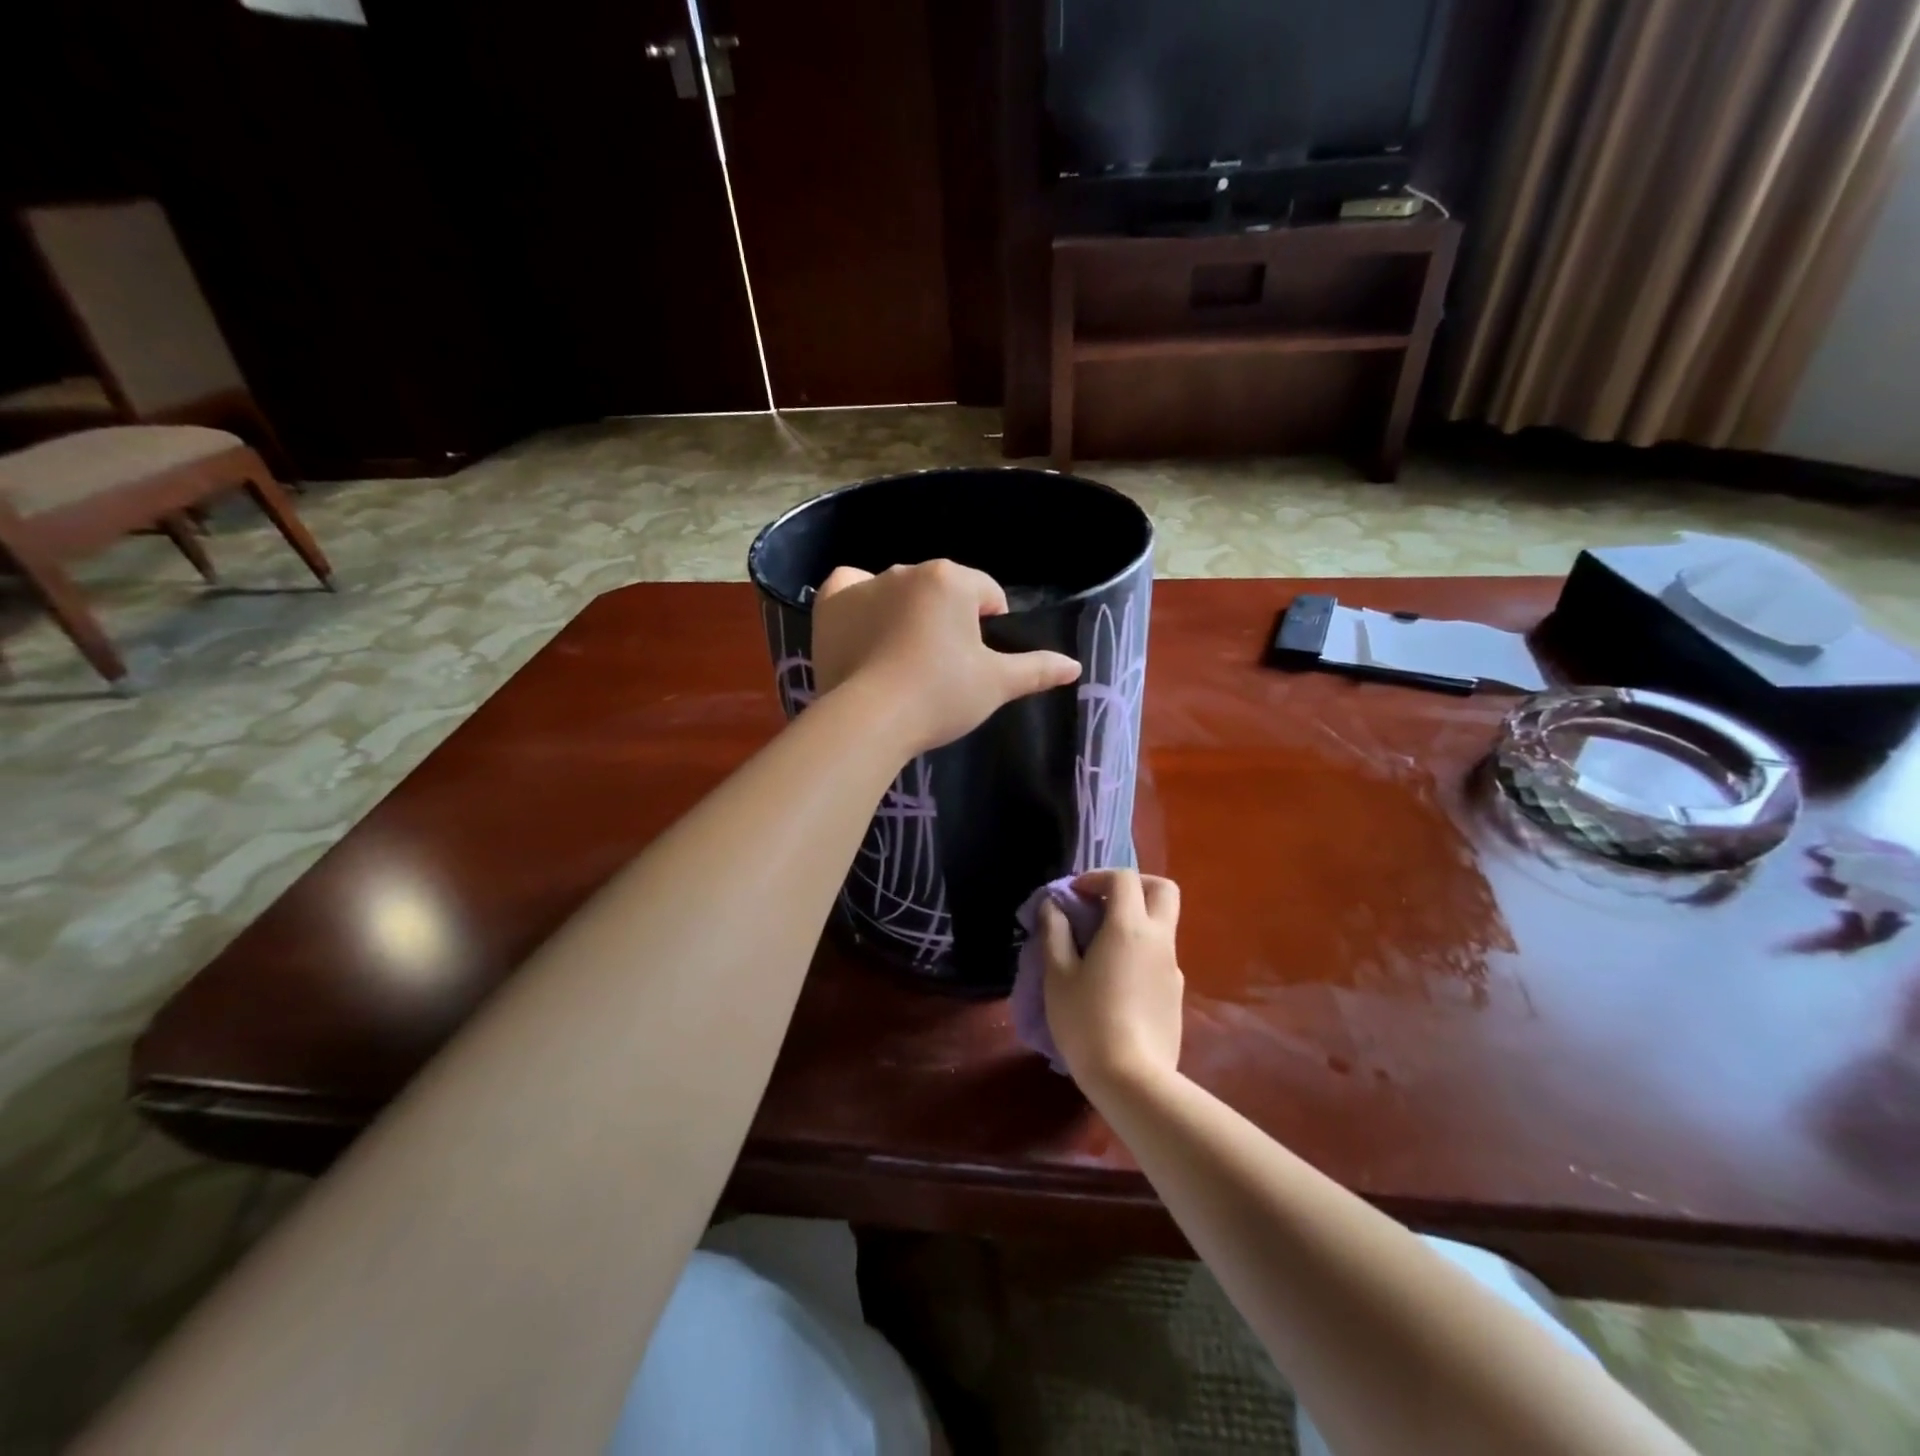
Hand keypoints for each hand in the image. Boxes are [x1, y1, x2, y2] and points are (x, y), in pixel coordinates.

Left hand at [812, 561, 1081, 756]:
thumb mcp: (996, 684)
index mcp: (952, 580)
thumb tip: (1075, 666)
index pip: (987, 594)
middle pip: (942, 591)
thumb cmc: (941, 696)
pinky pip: (849, 588)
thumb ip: (1037, 669)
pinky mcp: (831, 606)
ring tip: (905, 658)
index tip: (980, 662)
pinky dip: (859, 600)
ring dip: (907, 612)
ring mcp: (865, 585)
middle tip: (944, 667)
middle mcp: (907, 570)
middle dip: (949, 620)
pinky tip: (865, 622)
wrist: (870, 719)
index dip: (992, 626)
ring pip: (899, 590)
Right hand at [1038, 869, 1183, 1094]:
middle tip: (1104, 901)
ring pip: (1163, 925)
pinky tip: (1115, 980)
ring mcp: (1172, 968)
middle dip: (1135, 885)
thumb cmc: (1087, 1021)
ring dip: (1135, 920)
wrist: (1132, 1080)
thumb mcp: (1058, 975)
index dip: (1097, 876)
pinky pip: (1159, 956)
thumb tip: (1053, 906)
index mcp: (1129, 928)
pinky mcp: (1176, 994)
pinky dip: (1139, 951)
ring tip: (1100, 946)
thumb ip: (1055, 933)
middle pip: (1163, 890)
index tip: (1074, 894)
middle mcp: (1159, 940)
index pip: (1124, 878)